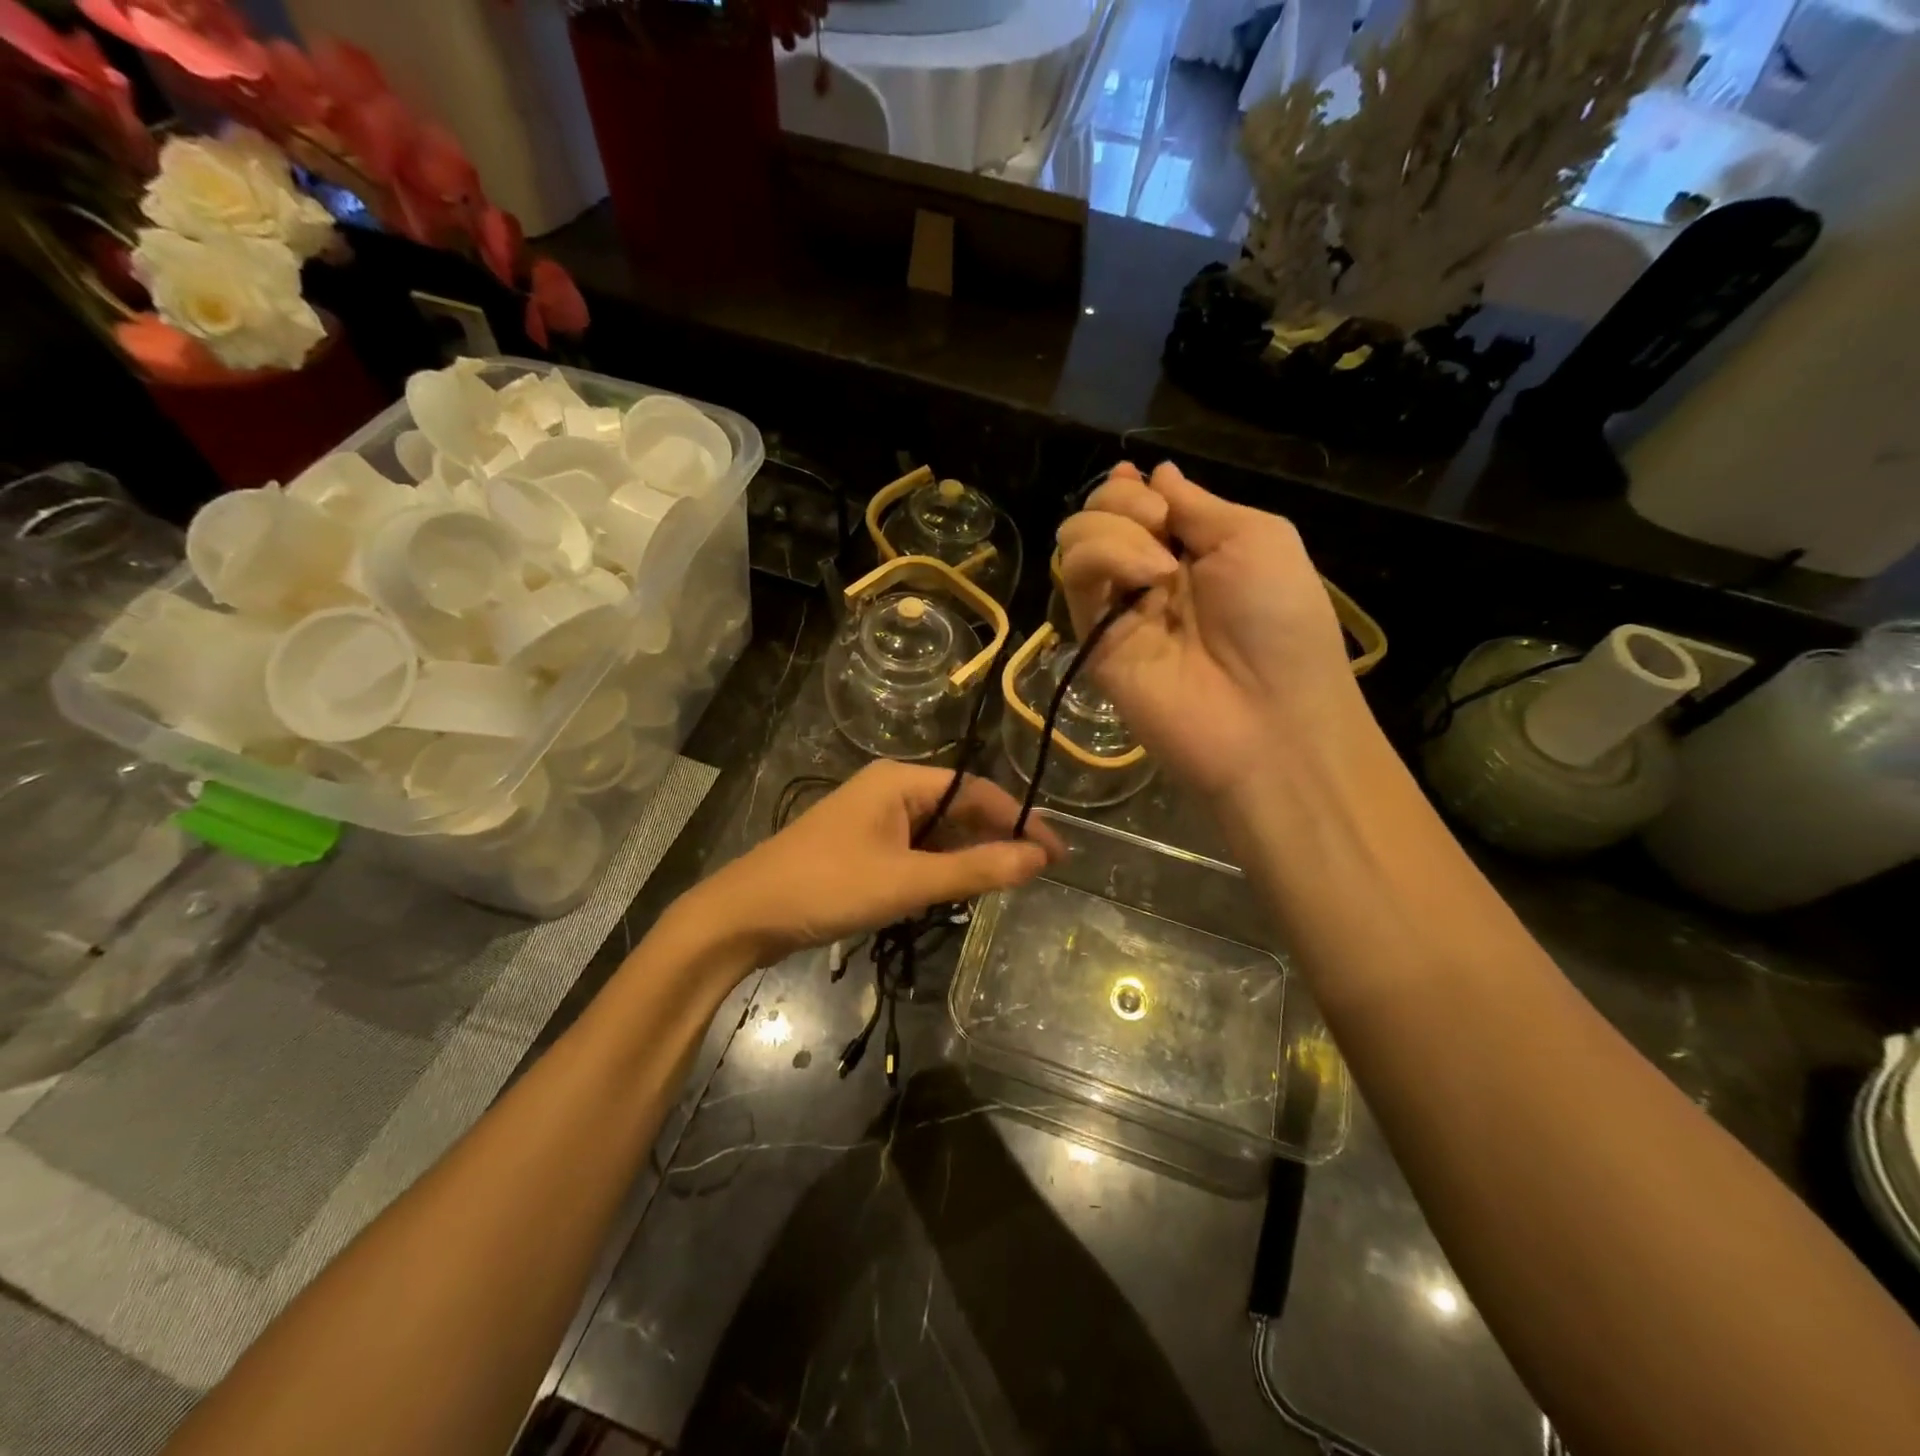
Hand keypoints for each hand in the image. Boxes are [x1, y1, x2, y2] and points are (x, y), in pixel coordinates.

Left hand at [685, 762, 1063, 966]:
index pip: (978, 792)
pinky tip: (948, 893)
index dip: (1021, 821)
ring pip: (936, 831)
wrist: (746, 914)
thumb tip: (1040, 859)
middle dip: (994, 839)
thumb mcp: (908, 881)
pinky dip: (936, 868)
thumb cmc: (828, 888)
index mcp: (901, 781)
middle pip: (958, 808)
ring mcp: (872, 817)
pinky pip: (914, 848)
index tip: (1055, 856)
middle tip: (1030, 876)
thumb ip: (976, 870)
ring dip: (965, 857)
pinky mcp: (860, 844)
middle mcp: (889, 789)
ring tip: (996, 887)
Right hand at [1054, 462, 1361, 799]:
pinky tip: (1144, 580)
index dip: (1132, 487)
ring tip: (1159, 567)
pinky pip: (1075, 575)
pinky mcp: (1091, 637)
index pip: (1138, 502)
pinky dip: (1103, 557)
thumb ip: (1198, 504)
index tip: (1140, 482)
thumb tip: (1156, 472)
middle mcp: (1147, 574)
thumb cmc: (1280, 620)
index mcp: (1192, 549)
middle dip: (1122, 501)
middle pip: (1099, 513)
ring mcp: (1116, 607)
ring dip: (1114, 530)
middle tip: (1160, 527)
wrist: (1267, 715)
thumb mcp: (1257, 537)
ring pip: (1076, 538)